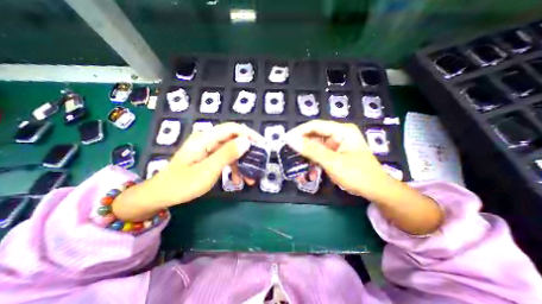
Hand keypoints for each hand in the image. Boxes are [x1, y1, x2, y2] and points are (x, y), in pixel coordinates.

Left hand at [112, 123, 262, 220]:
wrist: (161, 195)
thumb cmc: (182, 184)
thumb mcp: (208, 170)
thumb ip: (227, 154)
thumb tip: (246, 141)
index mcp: (205, 138)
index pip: (232, 129)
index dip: (249, 134)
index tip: (262, 144)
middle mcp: (208, 140)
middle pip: (234, 140)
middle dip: (247, 153)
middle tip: (258, 164)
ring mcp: (208, 148)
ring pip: (231, 151)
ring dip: (242, 163)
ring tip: (249, 179)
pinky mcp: (209, 156)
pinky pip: (225, 158)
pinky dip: (233, 168)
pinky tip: (237, 180)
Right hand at [285, 119, 391, 201]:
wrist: (376, 191)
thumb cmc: (357, 175)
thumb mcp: (332, 162)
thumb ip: (311, 150)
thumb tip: (291, 140)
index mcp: (342, 130)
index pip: (315, 126)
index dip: (299, 132)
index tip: (285, 140)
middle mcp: (339, 134)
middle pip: (314, 136)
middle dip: (302, 148)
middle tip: (289, 155)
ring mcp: (337, 144)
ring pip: (316, 147)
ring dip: (307, 158)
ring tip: (299, 168)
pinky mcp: (335, 153)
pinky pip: (320, 154)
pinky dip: (314, 163)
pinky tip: (311, 174)